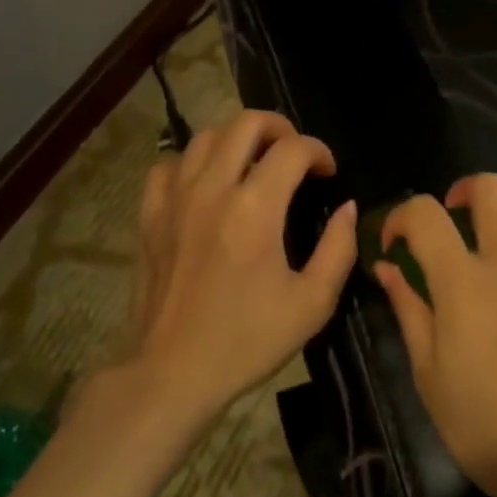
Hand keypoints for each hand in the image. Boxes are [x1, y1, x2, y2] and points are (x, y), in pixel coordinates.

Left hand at [120, 109, 356, 427]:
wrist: (172, 374)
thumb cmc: (247, 341)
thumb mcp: (312, 303)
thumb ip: (339, 249)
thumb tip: (346, 209)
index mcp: (255, 209)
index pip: (293, 149)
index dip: (319, 151)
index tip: (329, 173)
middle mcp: (213, 190)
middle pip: (247, 122)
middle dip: (281, 128)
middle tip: (296, 155)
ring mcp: (176, 199)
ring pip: (207, 136)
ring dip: (238, 140)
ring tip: (254, 164)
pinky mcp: (150, 215)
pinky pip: (170, 165)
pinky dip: (194, 163)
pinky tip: (207, 184)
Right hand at [373, 175, 496, 492]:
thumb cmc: (479, 421)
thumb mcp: (427, 370)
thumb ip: (408, 308)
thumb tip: (386, 268)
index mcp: (463, 281)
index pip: (425, 214)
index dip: (401, 216)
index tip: (395, 242)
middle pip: (490, 188)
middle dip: (462, 192)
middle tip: (452, 220)